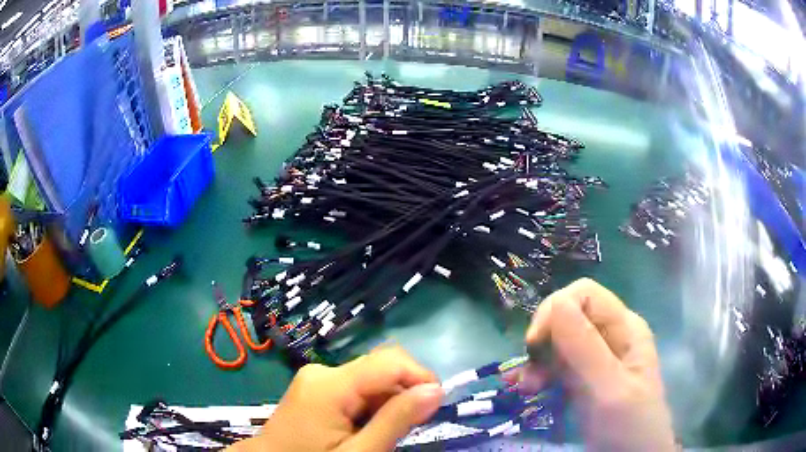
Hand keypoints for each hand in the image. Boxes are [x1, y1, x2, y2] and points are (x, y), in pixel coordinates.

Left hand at [229, 346, 442, 451]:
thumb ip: (397, 421)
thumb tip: (436, 390)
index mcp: (330, 383)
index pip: (390, 361)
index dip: (422, 377)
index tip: (437, 407)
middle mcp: (322, 371)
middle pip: (380, 368)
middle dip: (404, 394)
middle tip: (408, 430)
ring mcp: (316, 378)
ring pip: (371, 380)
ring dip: (388, 404)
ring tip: (382, 435)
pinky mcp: (315, 388)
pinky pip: (355, 389)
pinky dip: (370, 407)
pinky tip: (365, 429)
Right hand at [512, 278, 675, 450]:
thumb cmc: (629, 426)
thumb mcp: (610, 390)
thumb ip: (586, 349)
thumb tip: (556, 302)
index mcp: (625, 328)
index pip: (584, 295)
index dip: (556, 310)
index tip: (536, 345)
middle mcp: (610, 336)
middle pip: (568, 317)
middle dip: (543, 340)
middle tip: (530, 375)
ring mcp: (596, 360)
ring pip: (558, 342)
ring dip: (537, 361)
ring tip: (526, 389)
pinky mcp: (584, 380)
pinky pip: (556, 366)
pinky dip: (538, 374)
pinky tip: (526, 388)